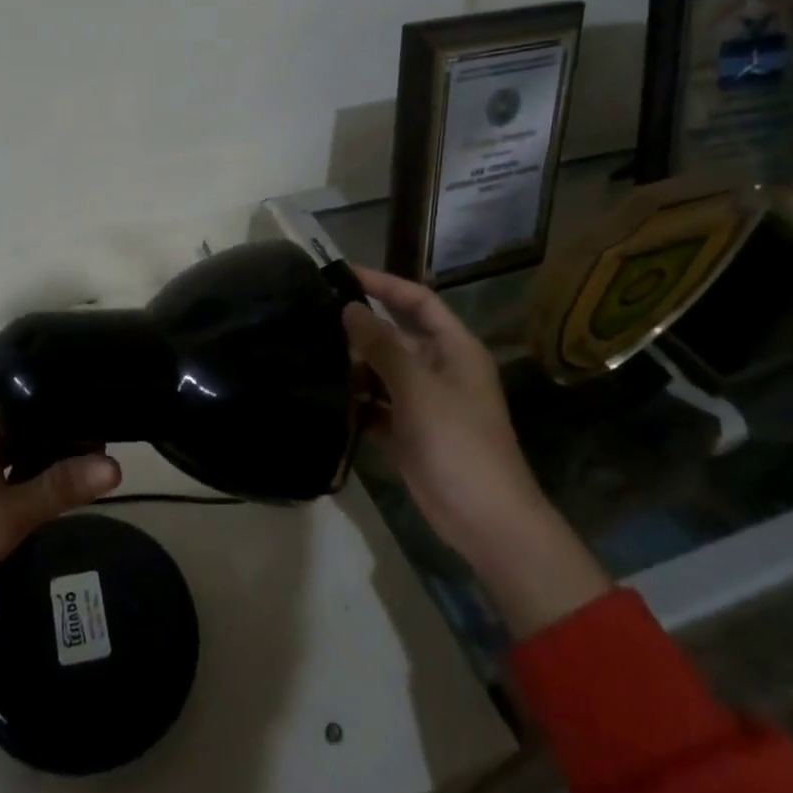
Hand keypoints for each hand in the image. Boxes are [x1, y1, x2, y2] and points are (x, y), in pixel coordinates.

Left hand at [0, 390, 121, 677]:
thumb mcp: (5, 516)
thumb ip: (62, 487)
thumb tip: (118, 466)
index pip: (52, 397)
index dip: (86, 417)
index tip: (119, 438)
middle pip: (41, 416)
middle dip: (72, 441)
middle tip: (109, 468)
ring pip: (28, 438)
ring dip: (52, 459)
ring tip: (92, 478)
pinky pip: (11, 455)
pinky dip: (31, 471)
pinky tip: (55, 490)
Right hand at [345, 267, 607, 638]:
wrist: (483, 519)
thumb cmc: (457, 442)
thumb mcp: (417, 387)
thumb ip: (382, 346)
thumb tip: (350, 308)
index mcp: (454, 349)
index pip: (417, 301)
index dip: (383, 283)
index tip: (342, 274)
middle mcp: (439, 369)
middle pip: (395, 335)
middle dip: (359, 328)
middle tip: (312, 316)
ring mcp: (423, 402)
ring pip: (382, 371)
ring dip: (353, 366)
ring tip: (309, 354)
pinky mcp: (407, 431)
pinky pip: (376, 405)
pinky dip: (355, 402)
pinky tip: (325, 397)